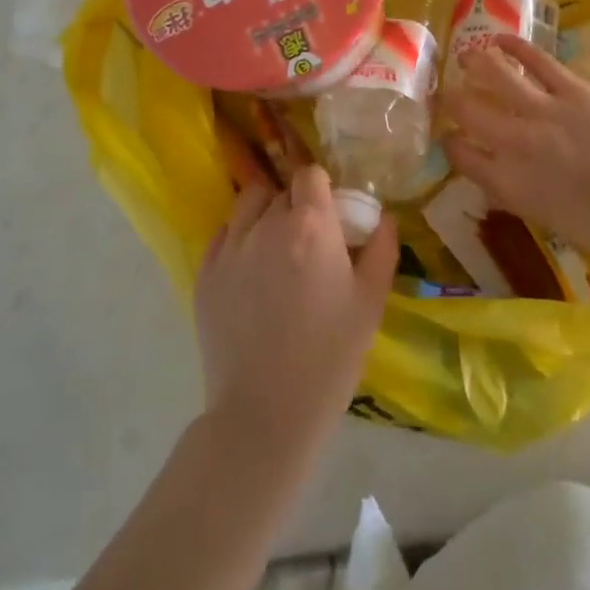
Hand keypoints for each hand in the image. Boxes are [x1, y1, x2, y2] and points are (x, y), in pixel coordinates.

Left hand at [194, 166, 397, 465]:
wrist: (265, 415)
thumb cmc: (330, 357)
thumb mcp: (371, 302)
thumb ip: (381, 249)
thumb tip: (384, 217)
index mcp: (311, 225)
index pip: (310, 174)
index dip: (321, 188)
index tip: (330, 212)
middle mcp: (267, 224)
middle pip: (281, 190)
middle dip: (296, 205)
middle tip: (308, 241)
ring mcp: (230, 247)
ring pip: (248, 205)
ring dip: (264, 213)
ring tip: (274, 247)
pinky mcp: (205, 273)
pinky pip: (223, 235)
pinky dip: (239, 240)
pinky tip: (250, 272)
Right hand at [442, 35, 589, 259]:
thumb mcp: (543, 217)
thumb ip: (512, 191)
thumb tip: (494, 174)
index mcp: (506, 181)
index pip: (460, 154)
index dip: (449, 141)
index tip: (449, 135)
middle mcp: (514, 142)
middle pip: (467, 110)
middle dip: (451, 99)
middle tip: (448, 92)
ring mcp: (543, 110)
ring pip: (495, 74)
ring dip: (475, 62)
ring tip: (466, 56)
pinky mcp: (572, 89)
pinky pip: (536, 60)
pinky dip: (515, 46)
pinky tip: (500, 39)